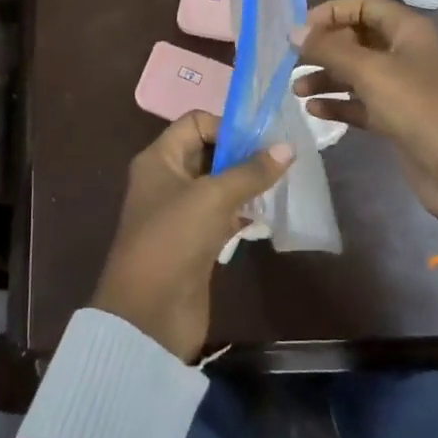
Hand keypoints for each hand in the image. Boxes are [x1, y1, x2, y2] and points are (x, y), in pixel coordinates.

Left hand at [92, 111, 292, 361]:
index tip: (261, 141)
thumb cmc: (174, 239)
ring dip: (247, 185)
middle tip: (281, 161)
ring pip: (218, 186)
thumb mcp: (213, 197)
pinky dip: (243, 213)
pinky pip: (222, 216)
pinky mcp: (194, 242)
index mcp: (159, 159)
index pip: (195, 123)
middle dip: (243, 155)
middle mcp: (166, 180)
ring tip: (281, 185)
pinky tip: (268, 217)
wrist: (149, 314)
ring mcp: (180, 213)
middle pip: (208, 153)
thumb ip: (251, 171)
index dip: (227, 126)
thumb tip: (287, 148)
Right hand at [296, 0, 437, 230]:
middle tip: (292, 61)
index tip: (301, 30)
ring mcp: (401, 88)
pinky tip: (314, 111)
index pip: (364, 6)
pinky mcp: (396, 119)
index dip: (331, 12)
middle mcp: (404, 53)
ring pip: (355, 74)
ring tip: (297, 90)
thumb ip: (329, 49)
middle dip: (324, 48)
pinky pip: (360, 104)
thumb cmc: (418, 108)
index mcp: (407, 31)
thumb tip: (294, 31)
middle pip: (357, 39)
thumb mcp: (370, 71)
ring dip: (326, 78)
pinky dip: (338, 105)